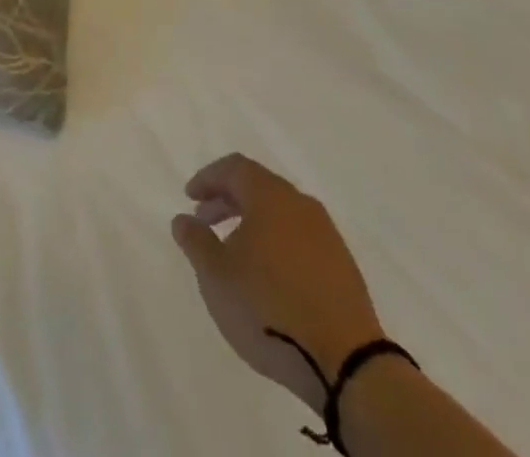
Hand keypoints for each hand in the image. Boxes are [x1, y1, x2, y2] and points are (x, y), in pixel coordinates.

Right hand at [171, 153, 386, 412]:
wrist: (345, 361)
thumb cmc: (269, 309)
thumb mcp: (217, 277)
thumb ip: (196, 241)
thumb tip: (183, 218)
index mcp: (270, 195)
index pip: (234, 167)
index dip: (209, 178)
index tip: (190, 197)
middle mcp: (300, 203)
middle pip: (259, 187)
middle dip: (228, 199)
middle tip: (205, 222)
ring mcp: (326, 233)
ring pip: (281, 213)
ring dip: (253, 222)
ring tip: (235, 252)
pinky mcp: (342, 264)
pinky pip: (301, 238)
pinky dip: (277, 243)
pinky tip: (269, 275)